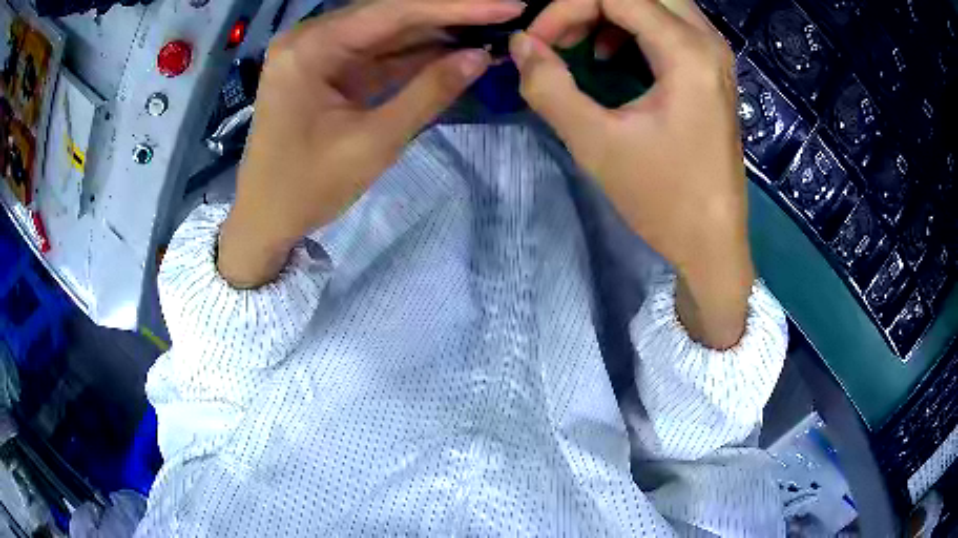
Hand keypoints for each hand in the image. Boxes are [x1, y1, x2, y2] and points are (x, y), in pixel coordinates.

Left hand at [218, 0, 524, 287]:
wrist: (266, 219)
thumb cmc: (307, 188)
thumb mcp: (374, 142)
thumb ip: (428, 93)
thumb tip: (481, 57)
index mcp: (310, 48)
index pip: (393, 12)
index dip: (455, 7)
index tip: (507, 5)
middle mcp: (311, 38)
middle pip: (390, 16)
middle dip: (449, 17)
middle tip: (504, 15)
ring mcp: (317, 53)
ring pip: (386, 33)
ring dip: (435, 35)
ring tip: (489, 32)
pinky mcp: (325, 70)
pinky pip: (375, 54)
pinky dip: (413, 56)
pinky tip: (453, 51)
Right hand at [513, 0, 753, 347]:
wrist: (713, 243)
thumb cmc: (663, 199)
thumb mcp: (596, 143)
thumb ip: (548, 86)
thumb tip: (521, 45)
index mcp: (687, 52)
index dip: (564, 9)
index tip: (537, 44)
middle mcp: (708, 41)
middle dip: (590, 5)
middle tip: (560, 35)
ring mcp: (715, 55)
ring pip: (656, 3)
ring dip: (611, 13)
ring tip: (581, 44)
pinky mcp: (712, 71)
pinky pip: (670, 24)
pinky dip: (633, 27)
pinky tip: (612, 57)